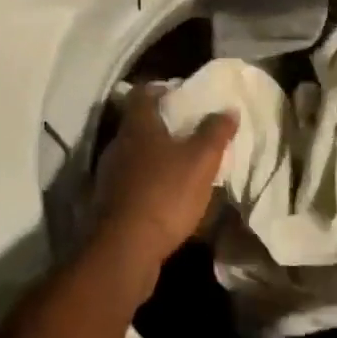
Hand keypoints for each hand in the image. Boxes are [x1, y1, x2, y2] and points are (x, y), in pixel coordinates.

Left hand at [89, 88, 235, 287]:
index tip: (178, 93)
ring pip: (133, 155)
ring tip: (180, 164)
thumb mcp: (201, 161)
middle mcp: (118, 145)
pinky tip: (165, 195)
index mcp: (137, 127)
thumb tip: (227, 109)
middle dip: (160, 125)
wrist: (125, 248)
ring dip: (153, 156)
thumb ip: (215, 133)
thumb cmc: (165, 194)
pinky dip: (147, 182)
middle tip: (186, 129)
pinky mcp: (108, 203)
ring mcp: (109, 175)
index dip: (159, 89)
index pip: (142, 94)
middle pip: (136, 124)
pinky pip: (130, 183)